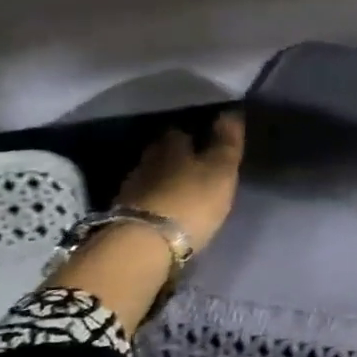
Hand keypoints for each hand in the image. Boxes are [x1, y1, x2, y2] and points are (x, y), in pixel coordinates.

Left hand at [116, 110, 245, 253]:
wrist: (144, 245)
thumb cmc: (191, 201)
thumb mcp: (220, 170)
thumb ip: (226, 142)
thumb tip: (231, 110)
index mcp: (171, 145)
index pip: (181, 130)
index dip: (194, 134)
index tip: (206, 140)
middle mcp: (147, 160)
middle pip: (162, 152)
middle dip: (177, 155)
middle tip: (196, 163)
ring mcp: (132, 188)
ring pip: (152, 174)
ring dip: (165, 178)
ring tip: (184, 187)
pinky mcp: (125, 214)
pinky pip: (145, 198)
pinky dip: (156, 199)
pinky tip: (168, 207)